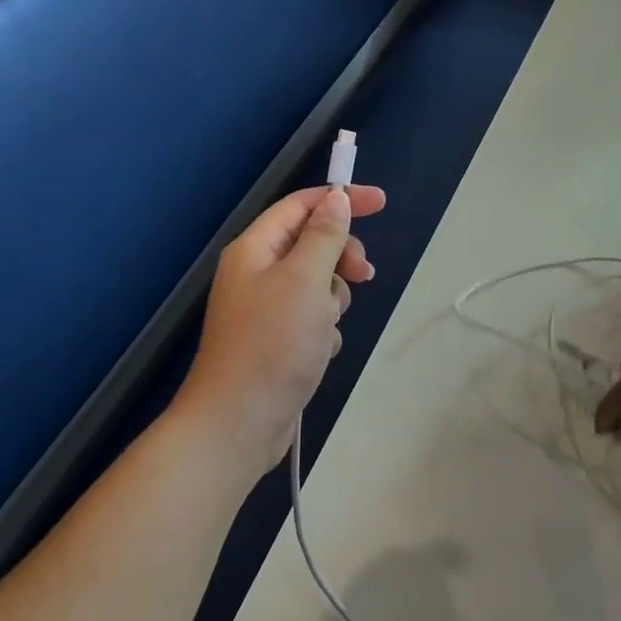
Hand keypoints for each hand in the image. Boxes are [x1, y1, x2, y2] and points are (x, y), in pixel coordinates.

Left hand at [174, 184, 386, 477]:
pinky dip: (323, 330)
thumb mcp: (305, 280)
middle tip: (362, 275)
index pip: (301, 206)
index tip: (381, 202)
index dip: (341, 198)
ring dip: (333, 301)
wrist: (239, 422)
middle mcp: (257, 273)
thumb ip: (324, 236)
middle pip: (312, 245)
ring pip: (318, 285)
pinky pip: (313, 319)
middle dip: (341, 258)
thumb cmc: (273, 343)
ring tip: (325, 327)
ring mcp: (266, 310)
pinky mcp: (277, 341)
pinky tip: (318, 352)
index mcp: (255, 249)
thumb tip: (335, 200)